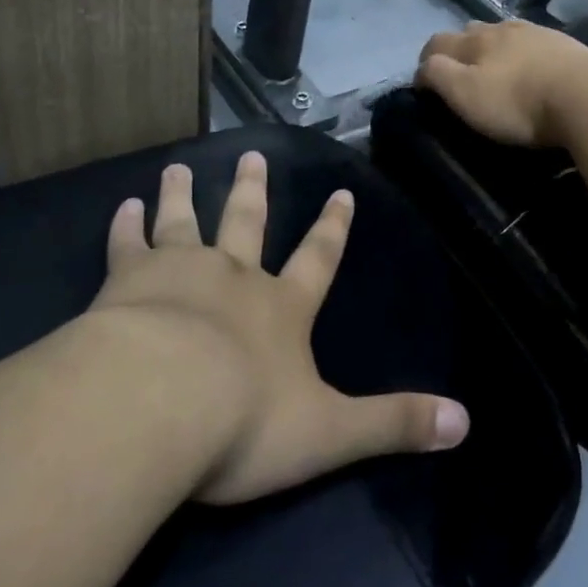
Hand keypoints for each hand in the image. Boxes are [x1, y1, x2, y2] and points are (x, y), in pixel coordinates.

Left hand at [92, 153, 469, 504]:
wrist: (157, 404)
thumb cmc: (244, 421)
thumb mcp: (330, 431)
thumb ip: (394, 425)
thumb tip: (464, 425)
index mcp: (282, 308)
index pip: (318, 259)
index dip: (332, 228)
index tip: (341, 193)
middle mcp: (234, 277)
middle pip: (247, 223)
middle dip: (252, 191)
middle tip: (252, 155)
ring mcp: (179, 273)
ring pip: (184, 223)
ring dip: (183, 195)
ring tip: (179, 167)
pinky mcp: (127, 283)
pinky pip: (128, 246)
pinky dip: (126, 226)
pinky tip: (123, 206)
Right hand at [416, 20, 587, 147]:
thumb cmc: (519, 102)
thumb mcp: (466, 95)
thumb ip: (438, 76)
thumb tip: (422, 68)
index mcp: (474, 41)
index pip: (436, 42)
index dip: (425, 61)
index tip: (424, 85)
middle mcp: (502, 29)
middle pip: (470, 32)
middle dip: (460, 50)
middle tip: (462, 77)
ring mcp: (536, 33)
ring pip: (503, 34)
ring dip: (493, 49)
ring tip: (497, 71)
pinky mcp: (564, 45)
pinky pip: (533, 43)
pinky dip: (524, 54)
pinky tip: (533, 70)